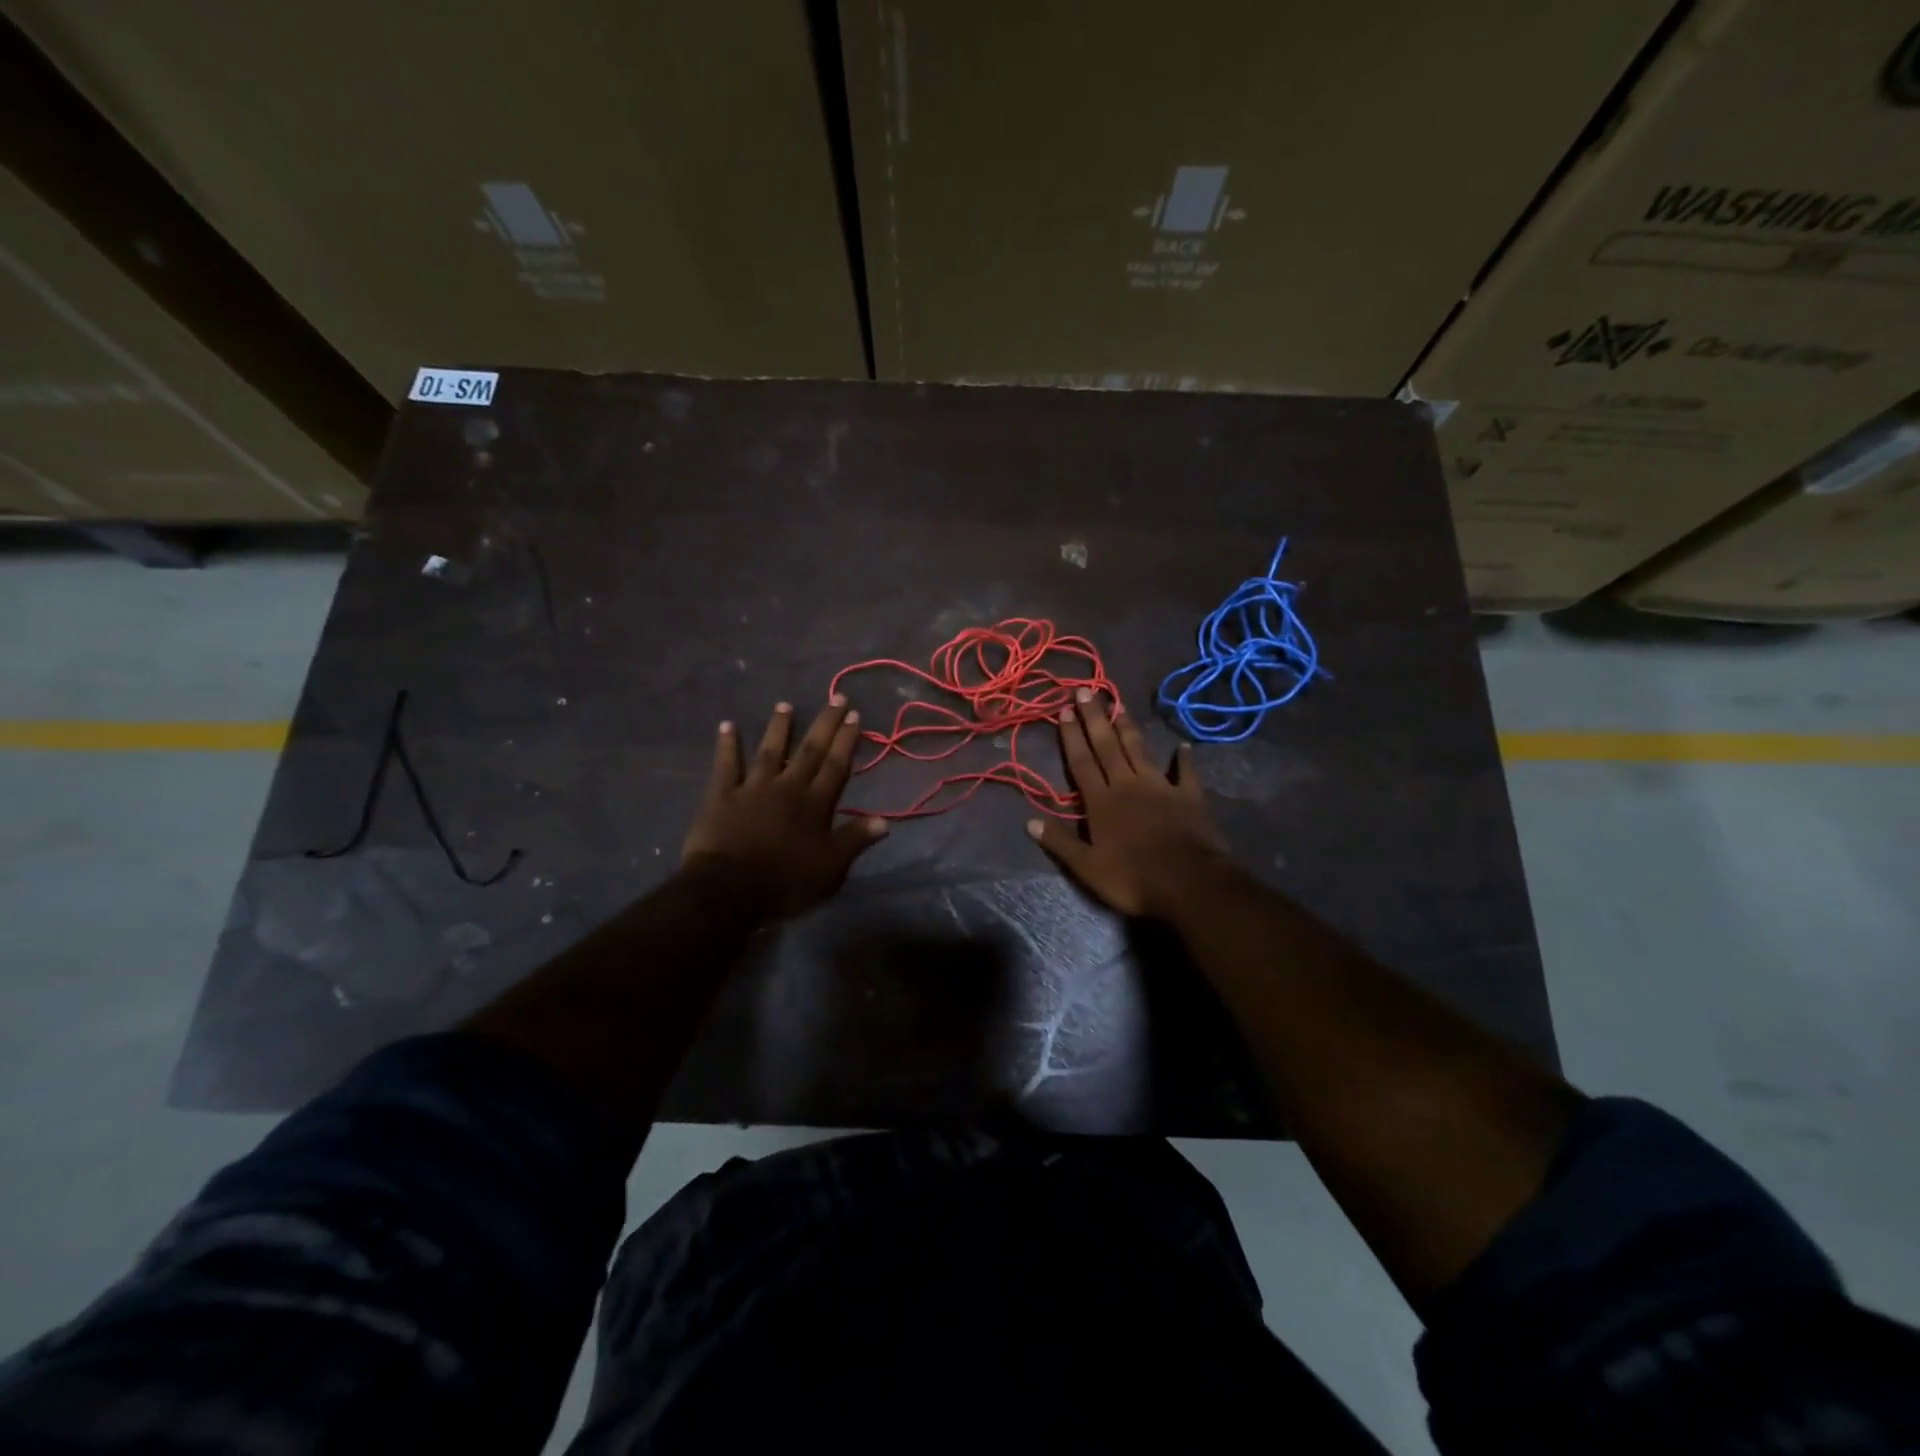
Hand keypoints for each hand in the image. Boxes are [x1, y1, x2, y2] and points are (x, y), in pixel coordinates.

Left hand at [681, 698, 887, 917]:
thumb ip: (855, 840)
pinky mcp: (722, 796)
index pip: (836, 766)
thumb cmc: (785, 882)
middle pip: (810, 751)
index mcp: (815, 805)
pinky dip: (727, 745)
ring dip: (780, 727)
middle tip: (836, 698)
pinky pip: (726, 765)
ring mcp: (753, 788)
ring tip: (785, 704)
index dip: (847, 741)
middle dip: (825, 724)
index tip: (855, 716)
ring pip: (770, 751)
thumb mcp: (830, 868)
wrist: (729, 889)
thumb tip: (885, 820)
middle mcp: (787, 788)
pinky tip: (727, 725)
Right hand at [1028, 688, 1228, 917]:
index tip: (1065, 709)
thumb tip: (1028, 821)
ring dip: (1128, 727)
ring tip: (1119, 704)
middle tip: (1087, 690)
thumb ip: (1060, 842)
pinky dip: (1185, 758)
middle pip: (1107, 746)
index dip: (1072, 736)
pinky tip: (1183, 745)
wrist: (1188, 883)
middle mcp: (1128, 785)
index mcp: (1101, 801)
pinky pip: (1186, 772)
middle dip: (1095, 718)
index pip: (1081, 762)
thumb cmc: (1132, 877)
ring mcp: (1160, 787)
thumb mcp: (1087, 867)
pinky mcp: (1189, 796)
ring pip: (1139, 750)